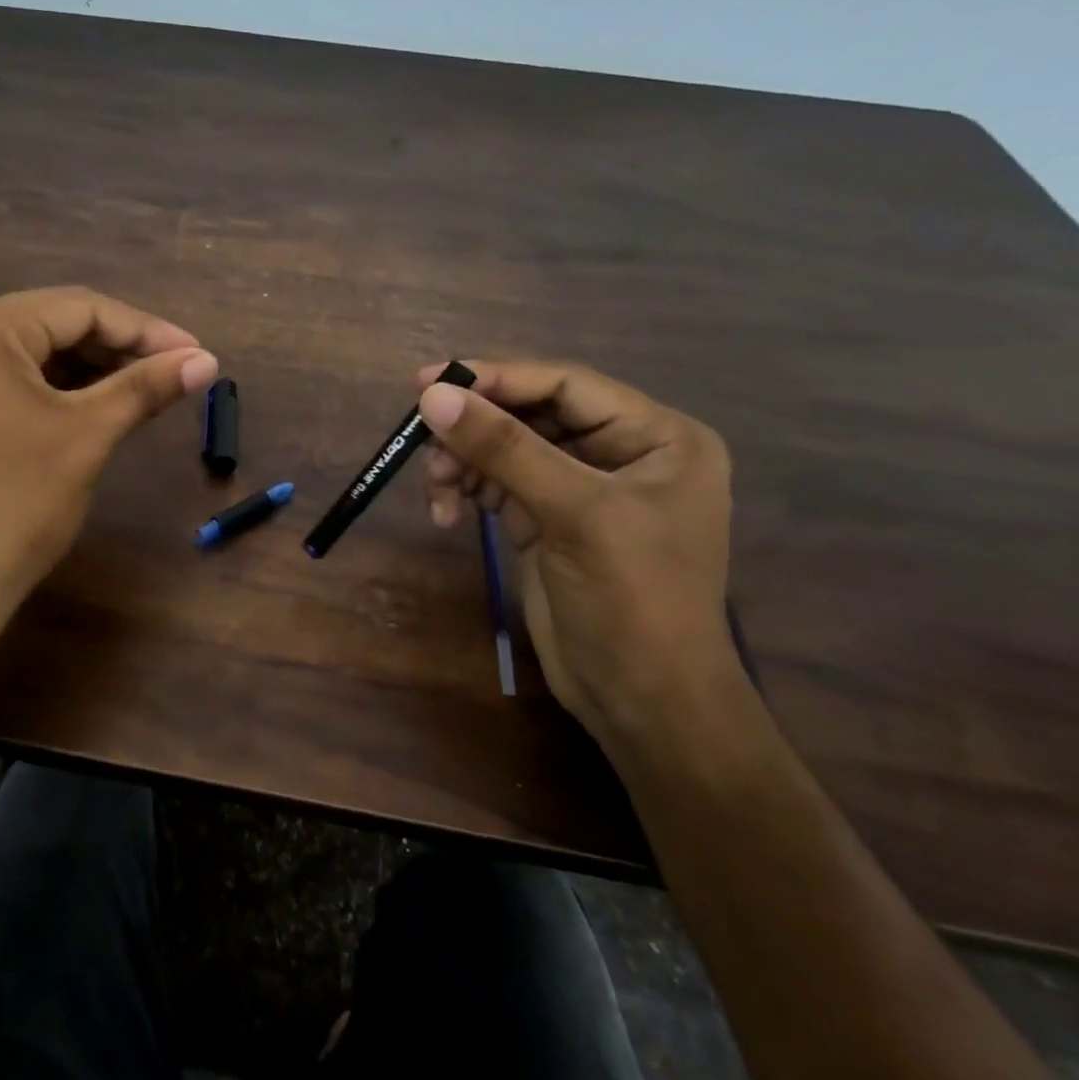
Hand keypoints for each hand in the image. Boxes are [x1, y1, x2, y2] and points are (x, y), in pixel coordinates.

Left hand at [0, 288, 217, 701]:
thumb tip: (207, 360)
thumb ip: (145, 387)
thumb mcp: (87, 436)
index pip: (78, 307)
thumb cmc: (14, 505)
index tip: (196, 353)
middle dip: (116, 350)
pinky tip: (89, 408)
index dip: (145, 330)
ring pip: (25, 356)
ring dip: (85, 371)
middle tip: (173, 374)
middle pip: (49, 326)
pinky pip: (0, 383)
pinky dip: (48, 392)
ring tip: (141, 392)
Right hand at [415, 360, 738, 745]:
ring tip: (437, 490)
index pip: (565, 386)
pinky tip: (446, 514)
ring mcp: (579, 489)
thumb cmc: (632, 598)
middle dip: (475, 430)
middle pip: (530, 415)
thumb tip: (433, 395)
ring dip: (464, 463)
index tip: (428, 381)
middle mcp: (620, 453)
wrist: (642, 701)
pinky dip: (466, 492)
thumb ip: (504, 449)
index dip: (497, 379)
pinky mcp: (546, 520)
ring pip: (505, 450)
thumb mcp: (573, 513)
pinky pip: (495, 485)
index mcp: (656, 437)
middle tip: (421, 439)